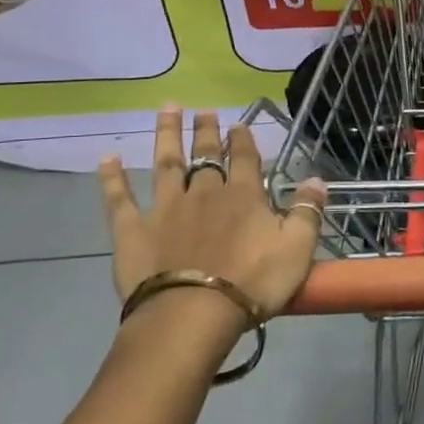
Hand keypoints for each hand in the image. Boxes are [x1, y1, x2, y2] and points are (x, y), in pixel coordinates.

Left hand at [98, 107, 327, 320]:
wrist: (192, 314)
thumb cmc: (252, 282)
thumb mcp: (298, 248)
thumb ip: (308, 211)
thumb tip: (317, 179)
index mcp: (244, 196)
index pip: (245, 158)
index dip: (243, 140)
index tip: (239, 124)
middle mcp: (204, 192)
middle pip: (205, 155)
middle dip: (207, 132)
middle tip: (205, 111)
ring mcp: (165, 208)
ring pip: (166, 164)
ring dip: (167, 135)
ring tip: (168, 110)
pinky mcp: (132, 231)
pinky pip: (120, 200)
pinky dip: (112, 179)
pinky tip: (107, 159)